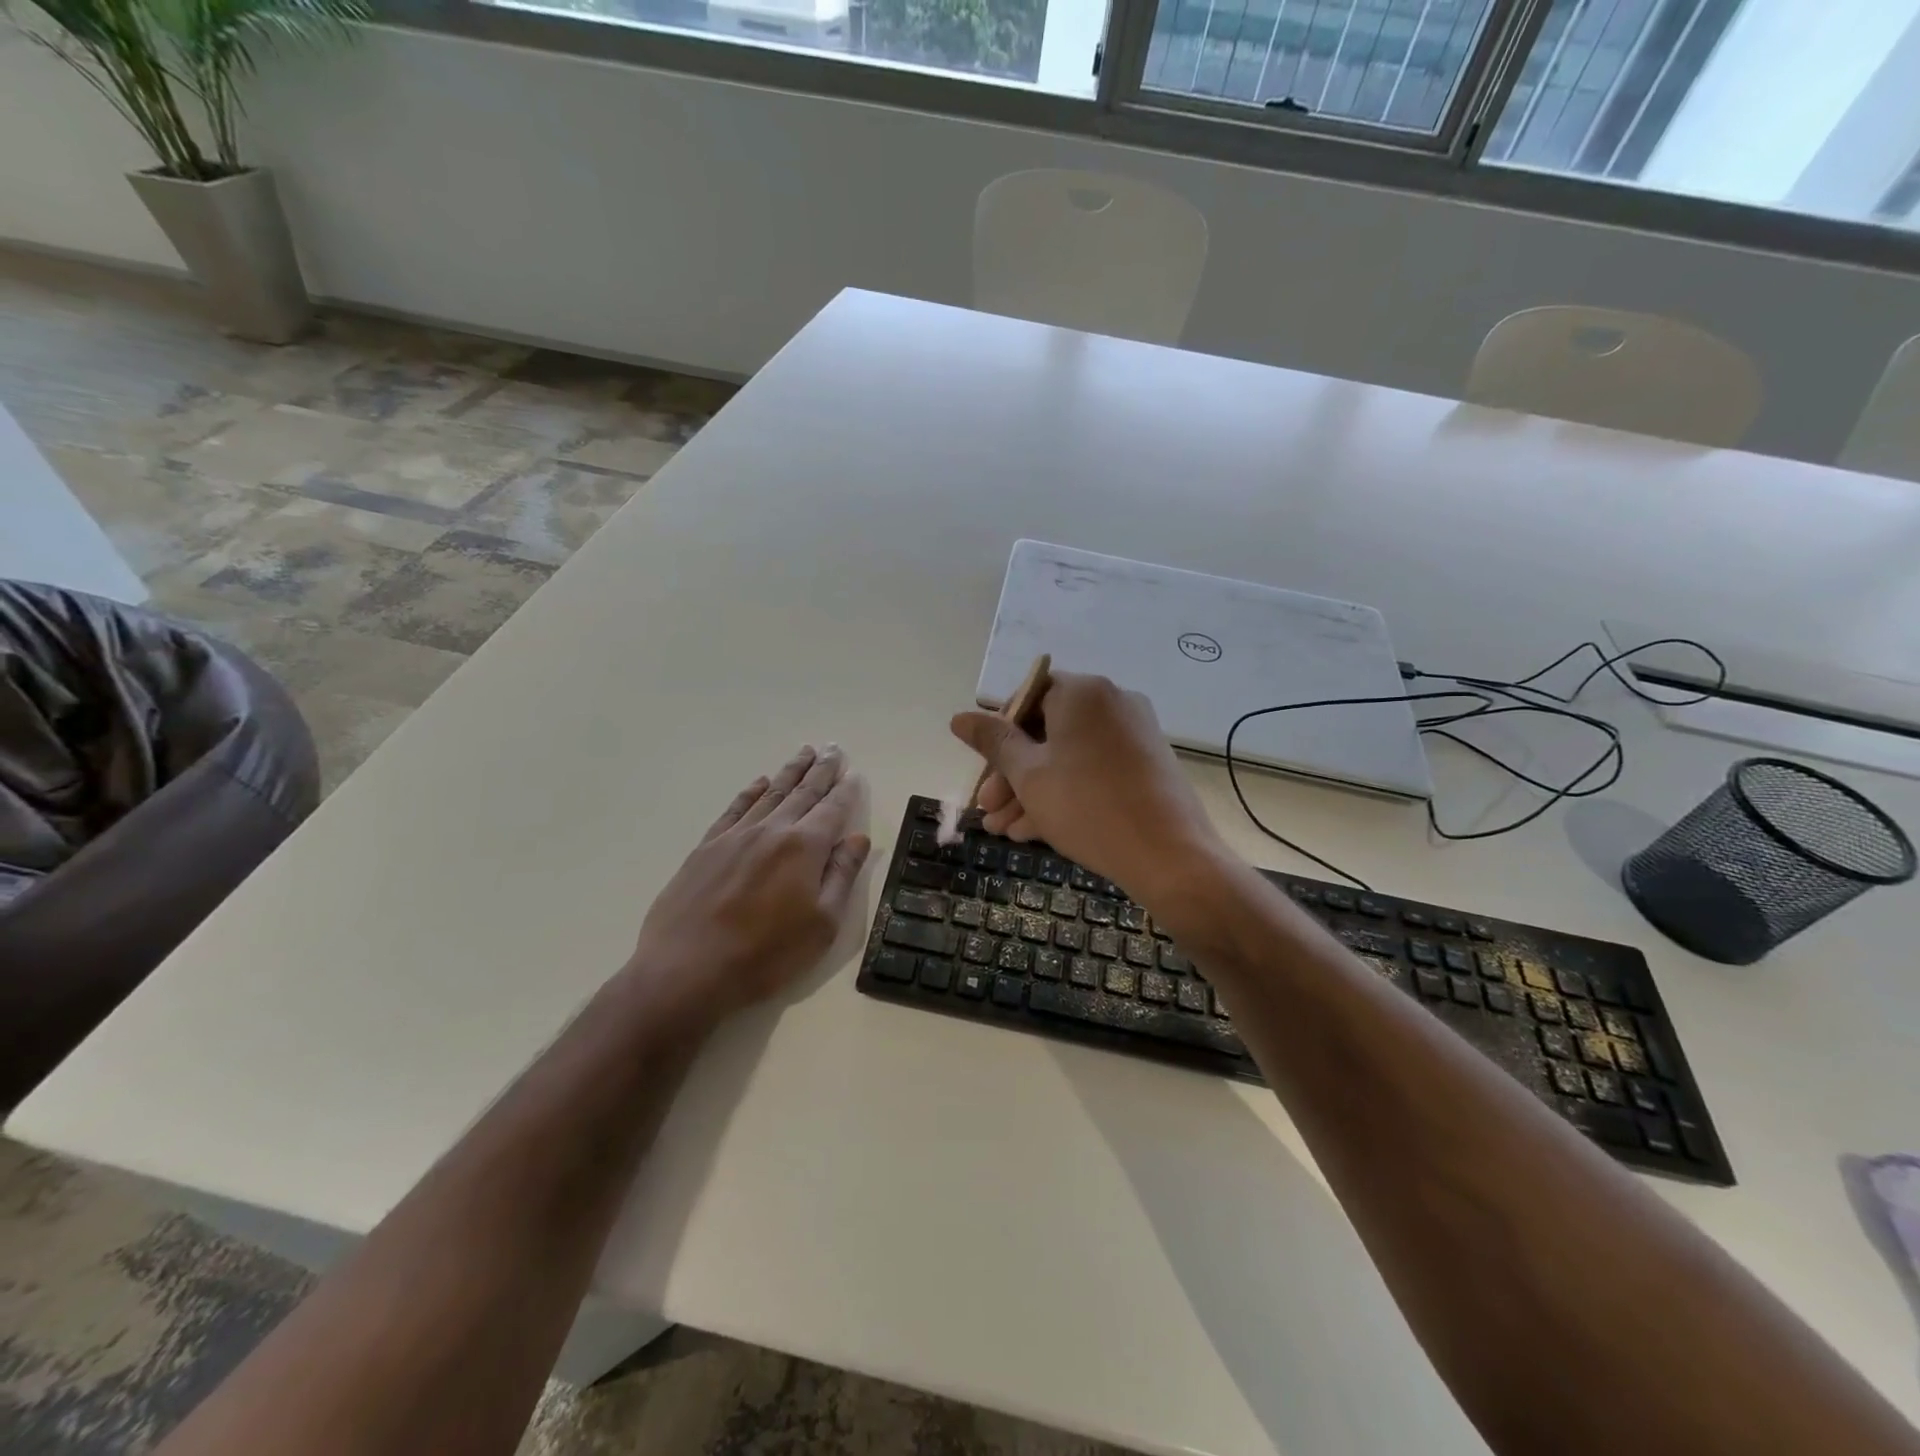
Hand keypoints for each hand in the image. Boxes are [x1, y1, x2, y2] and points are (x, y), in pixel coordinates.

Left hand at [626, 745, 870, 1022]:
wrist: (687, 970)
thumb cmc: (765, 954)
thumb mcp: (822, 924)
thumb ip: (841, 875)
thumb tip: (859, 838)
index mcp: (804, 848)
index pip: (832, 810)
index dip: (846, 791)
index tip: (855, 773)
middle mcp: (772, 830)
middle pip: (803, 792)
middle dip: (821, 770)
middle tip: (833, 748)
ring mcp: (735, 836)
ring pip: (771, 793)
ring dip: (790, 772)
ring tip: (804, 752)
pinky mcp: (707, 847)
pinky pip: (735, 809)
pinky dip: (751, 792)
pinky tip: (760, 782)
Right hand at [951, 672, 1223, 900]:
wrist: (1170, 856)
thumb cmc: (1088, 807)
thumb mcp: (1029, 776)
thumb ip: (993, 742)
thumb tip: (959, 717)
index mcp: (1082, 692)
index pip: (1026, 696)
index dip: (998, 734)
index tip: (984, 771)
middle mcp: (1111, 702)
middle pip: (1046, 731)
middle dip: (1011, 774)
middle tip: (987, 811)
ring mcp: (1134, 734)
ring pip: (1068, 756)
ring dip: (1031, 790)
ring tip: (1003, 831)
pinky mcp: (1146, 765)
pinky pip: (1093, 770)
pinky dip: (1065, 793)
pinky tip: (1033, 832)